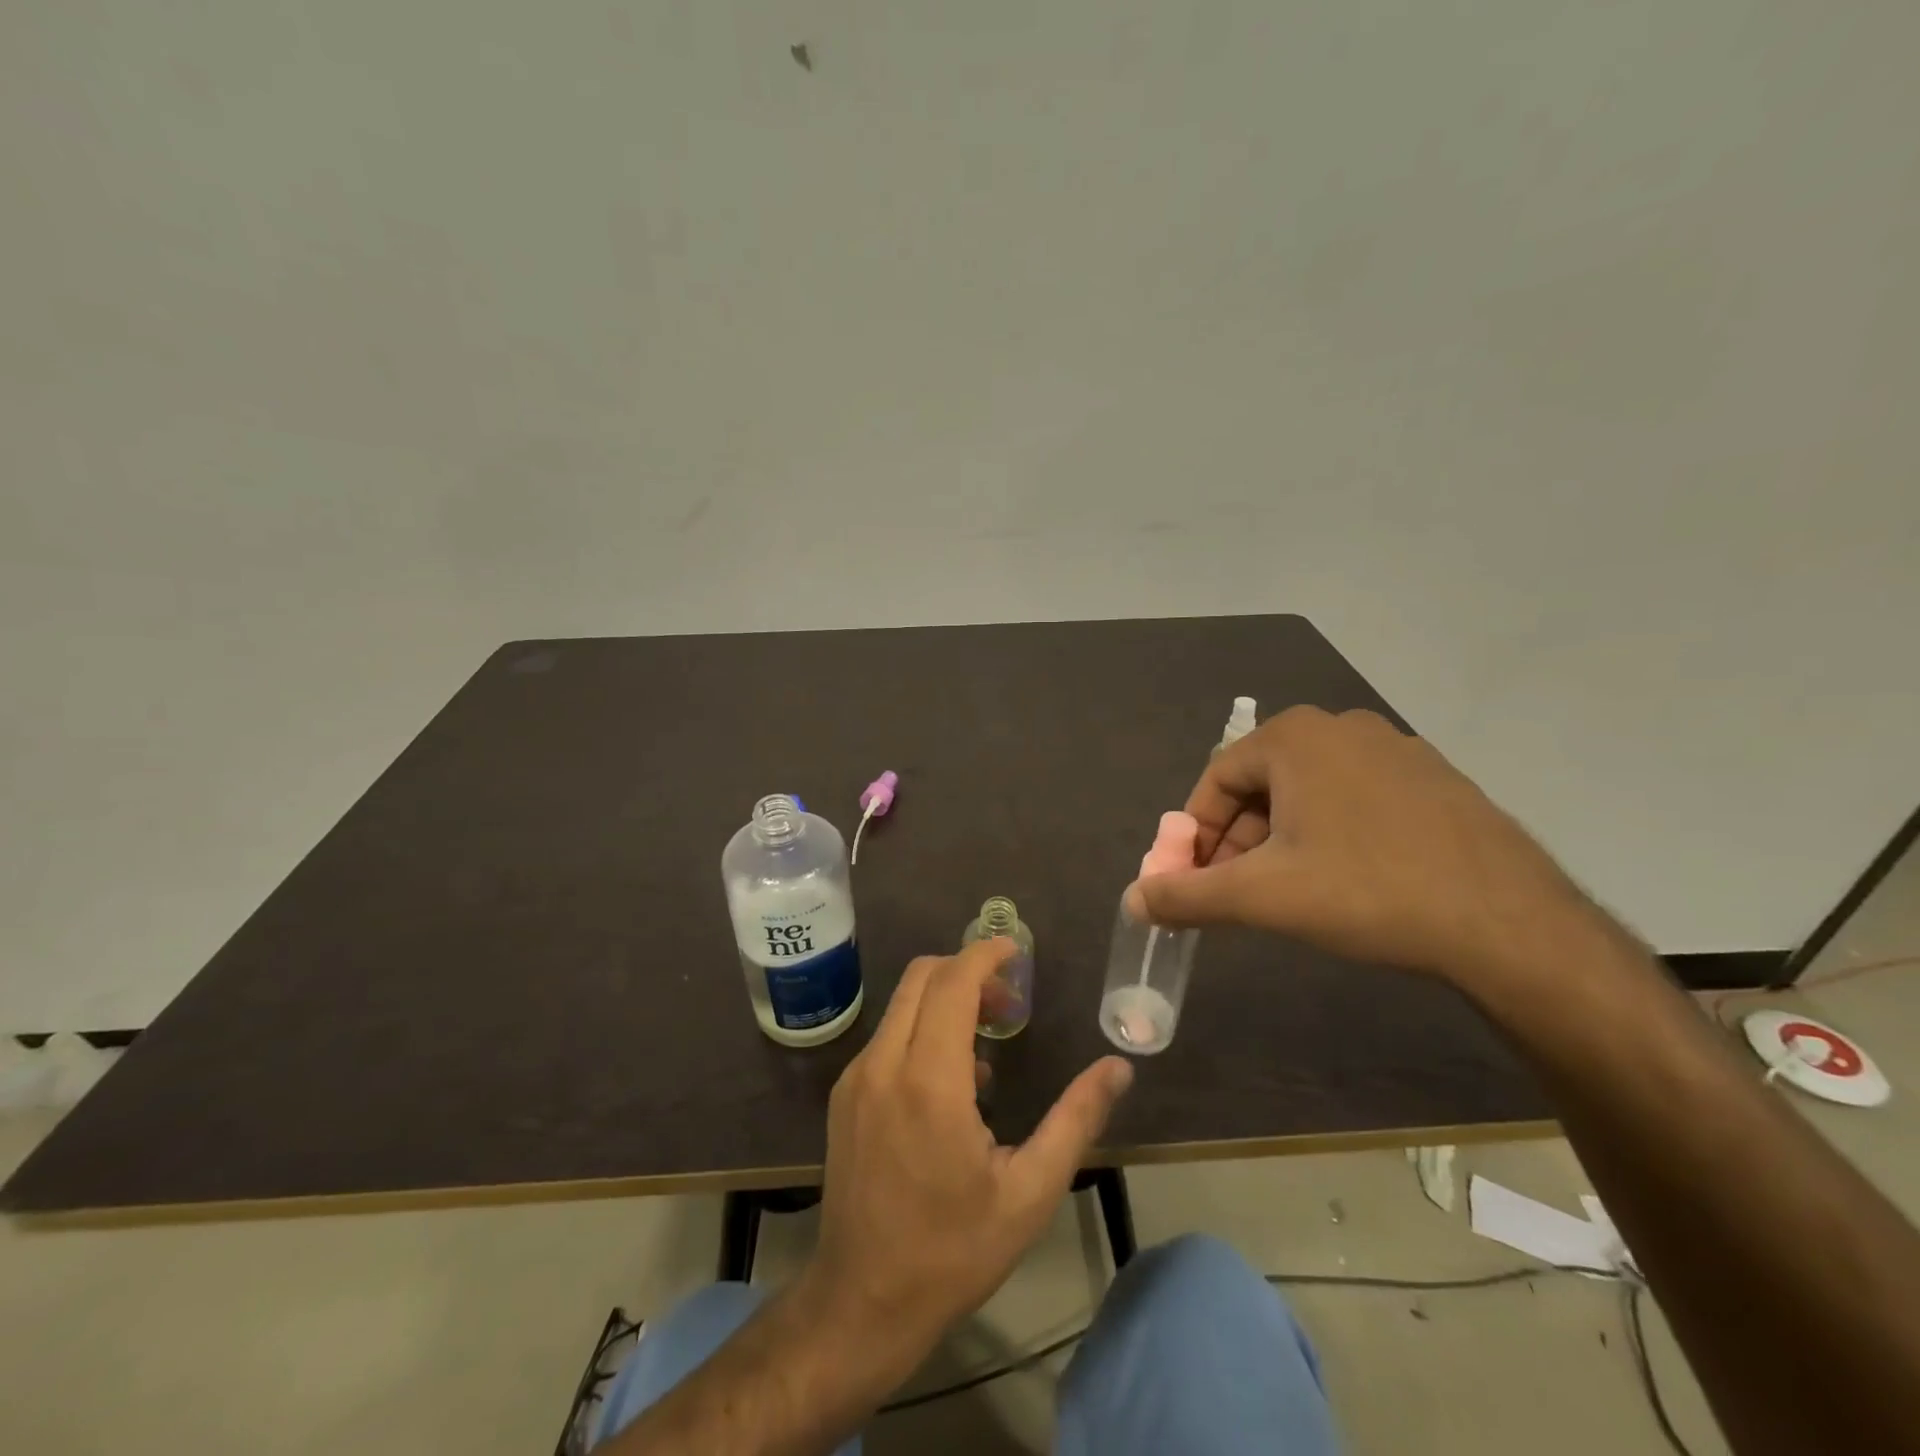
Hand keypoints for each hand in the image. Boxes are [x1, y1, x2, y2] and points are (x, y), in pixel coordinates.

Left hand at [800, 939, 1133, 1374]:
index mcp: (929, 1081)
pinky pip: (888, 1035)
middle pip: (922, 977)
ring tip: (988, 1044)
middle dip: (967, 970)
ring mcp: (856, 1078)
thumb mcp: (1030, 1192)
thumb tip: (1119, 1067)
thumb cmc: (953, 1251)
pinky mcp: (844, 1095)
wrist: (860, 1304)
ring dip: (945, 999)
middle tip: (1010, 1002)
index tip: (1016, 951)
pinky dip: (922, 1028)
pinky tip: (953, 1082)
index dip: (984, 954)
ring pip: (902, 1003)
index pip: (952, 982)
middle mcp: (883, 1064)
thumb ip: (1076, 1120)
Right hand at [1125, 706, 1593, 997]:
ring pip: (1309, 792)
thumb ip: (1186, 896)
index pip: (1216, 780)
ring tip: (1293, 891)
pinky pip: (1356, 798)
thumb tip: (1132, 900)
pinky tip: (1350, 880)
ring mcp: (1396, 749)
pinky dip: (1332, 832)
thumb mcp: (1261, 896)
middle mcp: (1341, 727)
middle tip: (1240, 891)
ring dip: (1282, 838)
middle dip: (1239, 839)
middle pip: (1261, 783)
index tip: (1197, 881)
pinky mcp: (1435, 779)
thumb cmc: (1367, 892)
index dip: (1196, 834)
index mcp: (1294, 737)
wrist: (1509, 924)